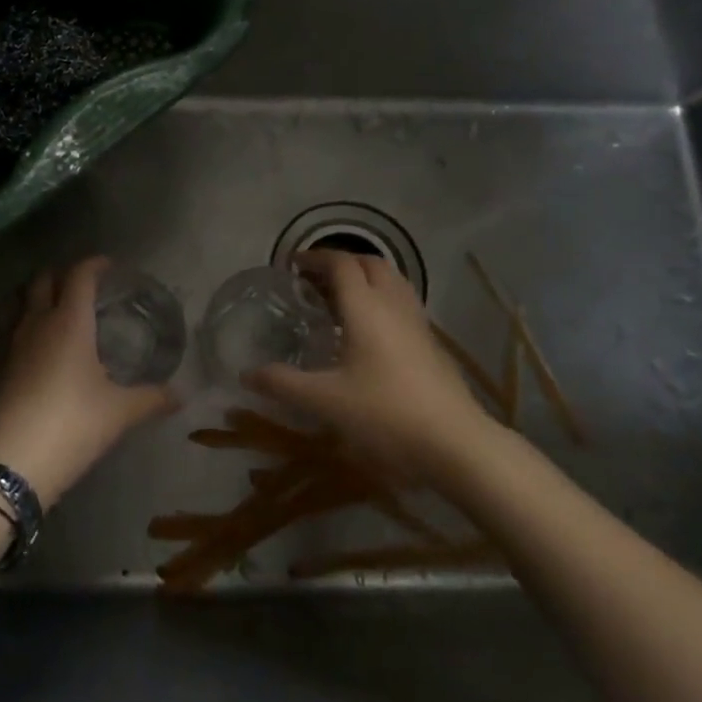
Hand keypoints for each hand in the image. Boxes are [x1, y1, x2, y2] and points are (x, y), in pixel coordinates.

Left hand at [0, 256, 173, 506]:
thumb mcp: (120, 412)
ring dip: (31, 296)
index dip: (94, 265)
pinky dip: (12, 329)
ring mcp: (7, 343)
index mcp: (70, 321)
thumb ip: (151, 398)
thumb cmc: (74, 424)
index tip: (107, 266)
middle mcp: (36, 322)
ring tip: (47, 307)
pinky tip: (22, 347)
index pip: (80, 275)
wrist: (14, 461)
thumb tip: (180, 396)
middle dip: (60, 275)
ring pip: (15, 302)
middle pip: (43, 280)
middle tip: (79, 286)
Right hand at [242, 250, 498, 480]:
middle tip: (313, 280)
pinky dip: (381, 299)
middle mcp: (393, 305)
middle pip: (369, 263)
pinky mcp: (431, 343)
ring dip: (364, 278)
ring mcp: (417, 322)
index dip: (314, 258)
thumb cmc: (385, 413)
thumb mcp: (325, 401)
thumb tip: (246, 374)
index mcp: (365, 307)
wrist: (455, 442)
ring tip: (339, 299)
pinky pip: (402, 302)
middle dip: (341, 262)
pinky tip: (368, 331)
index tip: (291, 265)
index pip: (340, 264)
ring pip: (391, 281)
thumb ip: (283, 384)